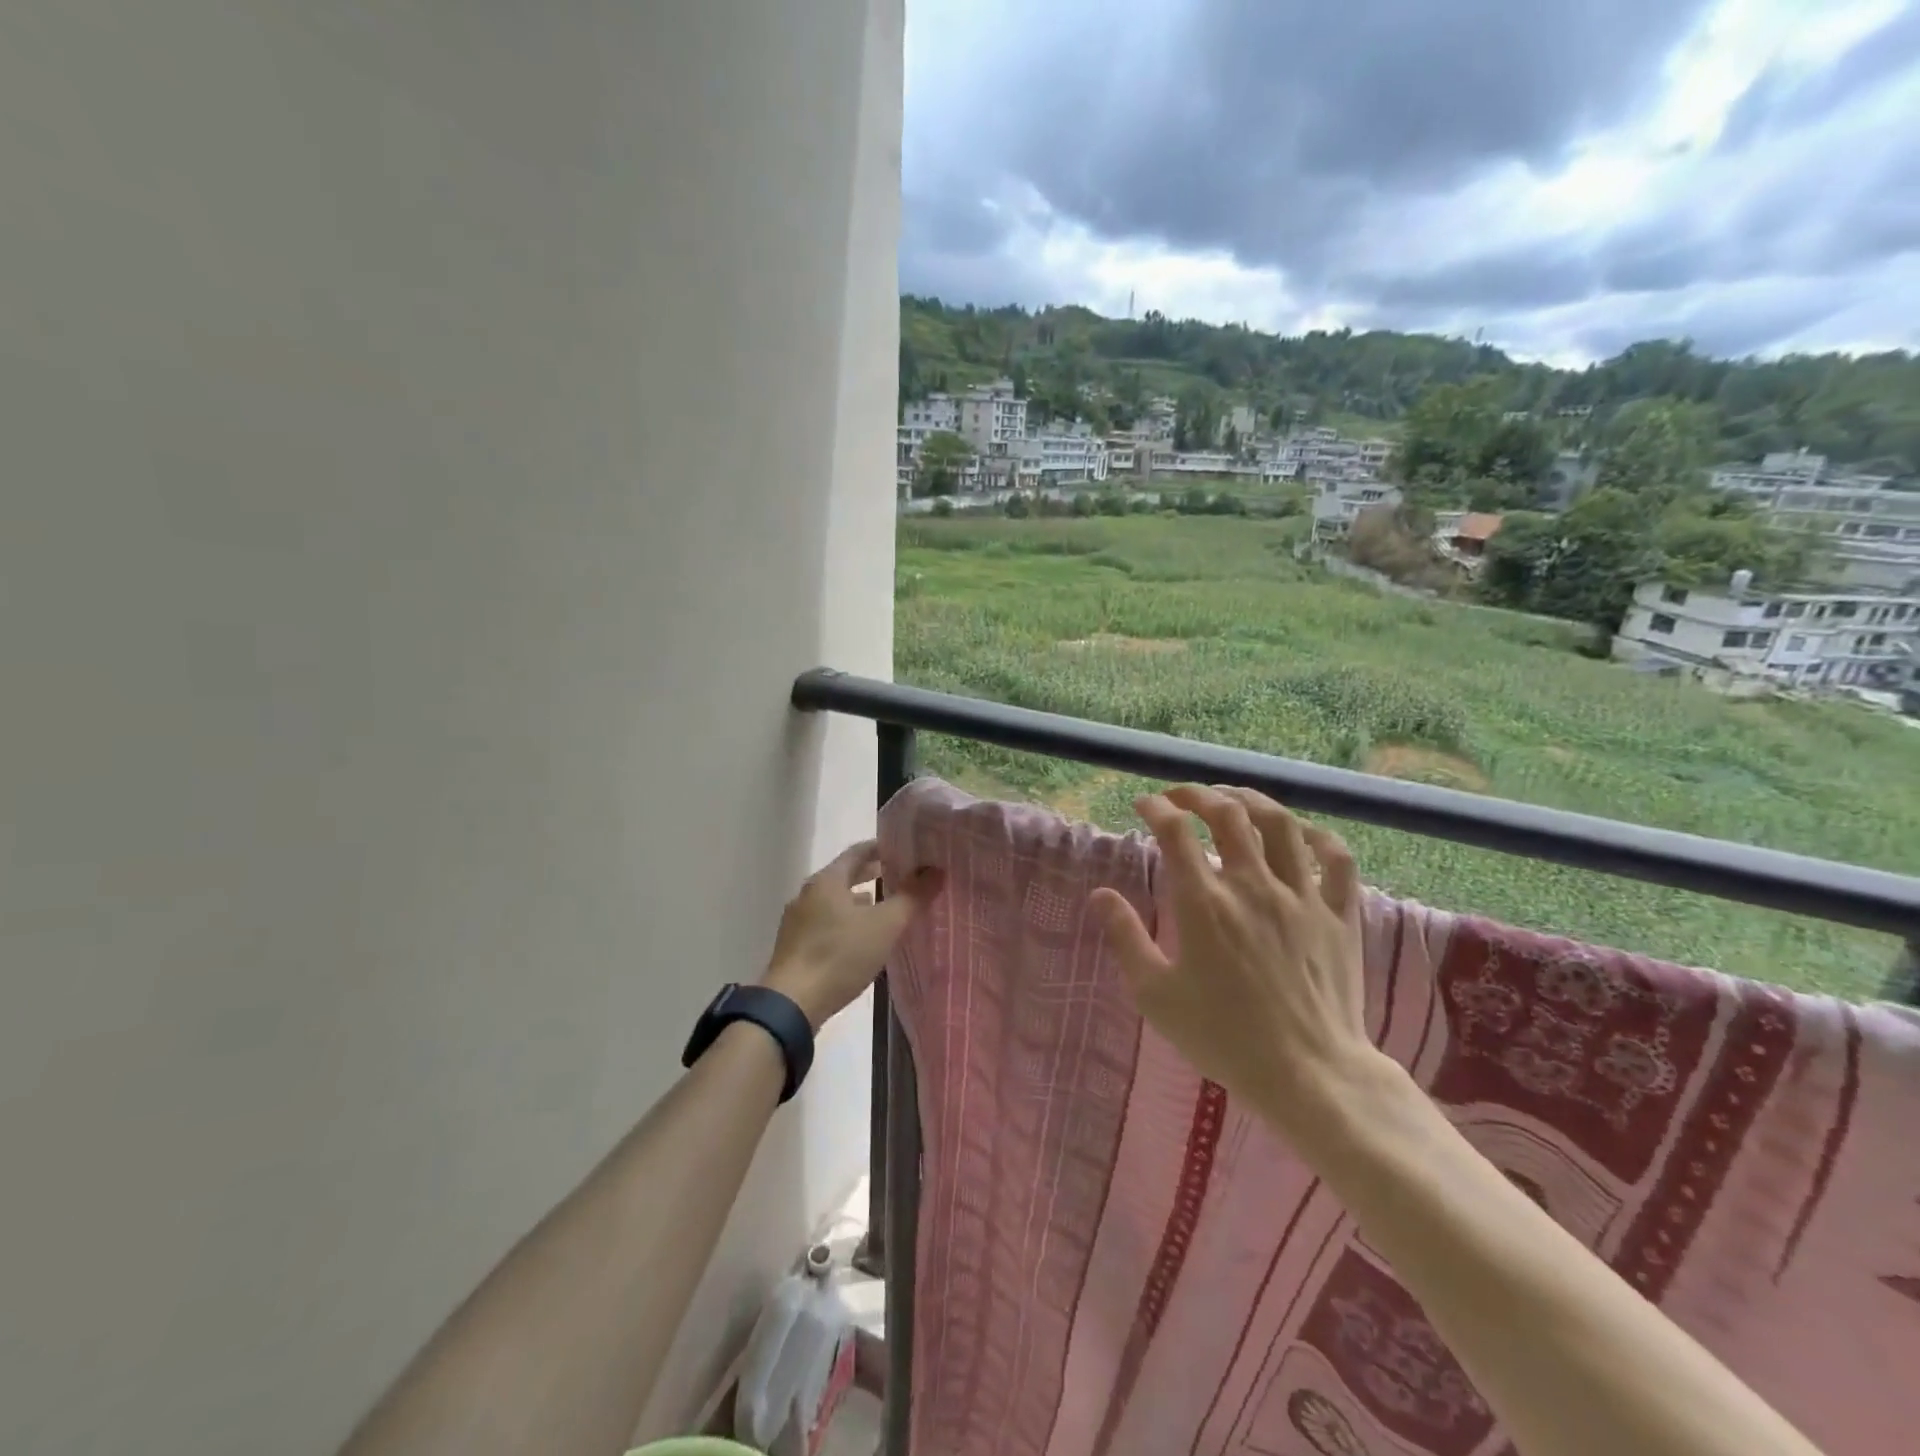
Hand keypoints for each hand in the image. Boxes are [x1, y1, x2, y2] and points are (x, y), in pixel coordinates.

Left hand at [760, 841, 943, 1030]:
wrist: (791, 1004)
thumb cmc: (840, 956)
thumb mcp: (884, 925)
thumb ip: (911, 896)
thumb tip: (936, 870)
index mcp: (826, 880)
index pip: (857, 852)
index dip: (882, 848)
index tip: (906, 850)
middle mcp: (808, 894)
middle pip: (844, 875)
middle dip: (872, 874)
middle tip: (901, 876)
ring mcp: (797, 921)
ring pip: (834, 901)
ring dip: (858, 900)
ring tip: (885, 906)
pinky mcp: (795, 946)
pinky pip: (826, 922)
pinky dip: (846, 921)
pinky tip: (861, 938)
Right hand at [1089, 785, 1379, 1137]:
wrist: (1309, 1075)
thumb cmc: (1224, 1037)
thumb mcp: (1156, 995)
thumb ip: (1126, 938)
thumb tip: (1100, 895)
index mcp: (1205, 903)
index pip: (1175, 832)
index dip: (1156, 808)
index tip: (1143, 804)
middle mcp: (1253, 886)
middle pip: (1228, 814)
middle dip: (1198, 794)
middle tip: (1180, 796)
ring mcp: (1302, 897)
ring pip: (1281, 824)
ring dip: (1252, 800)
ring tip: (1233, 796)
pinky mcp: (1339, 915)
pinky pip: (1336, 860)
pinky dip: (1318, 837)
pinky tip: (1301, 833)